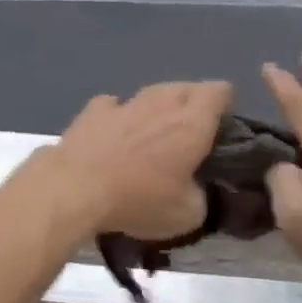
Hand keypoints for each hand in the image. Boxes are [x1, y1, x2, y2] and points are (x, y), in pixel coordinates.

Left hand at [49, 81, 231, 239]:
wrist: (76, 188)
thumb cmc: (139, 200)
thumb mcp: (187, 215)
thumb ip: (201, 196)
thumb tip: (195, 189)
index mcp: (192, 122)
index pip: (219, 91)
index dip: (225, 104)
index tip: (222, 126)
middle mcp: (161, 103)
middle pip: (186, 87)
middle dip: (192, 104)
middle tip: (190, 134)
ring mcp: (125, 102)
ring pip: (151, 93)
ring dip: (157, 108)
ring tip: (153, 134)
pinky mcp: (93, 110)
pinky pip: (114, 105)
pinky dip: (119, 116)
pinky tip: (114, 134)